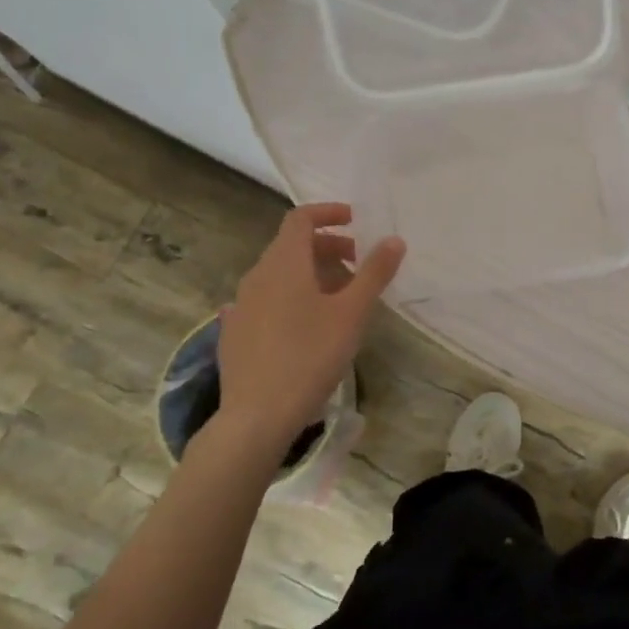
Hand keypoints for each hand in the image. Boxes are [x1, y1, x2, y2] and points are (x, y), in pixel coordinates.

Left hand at [205, 203, 404, 452]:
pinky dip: (289, 298)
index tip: (355, 221)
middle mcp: (257, 275)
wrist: (257, 416)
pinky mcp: (235, 333)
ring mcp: (241, 305)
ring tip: (337, 298)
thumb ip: (374, 273)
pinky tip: (301, 323)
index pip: (300, 218)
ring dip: (309, 274)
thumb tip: (394, 239)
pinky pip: (265, 301)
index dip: (328, 212)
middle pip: (291, 245)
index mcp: (284, 263)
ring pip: (278, 274)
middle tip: (357, 264)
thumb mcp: (352, 313)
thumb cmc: (310, 356)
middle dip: (326, 247)